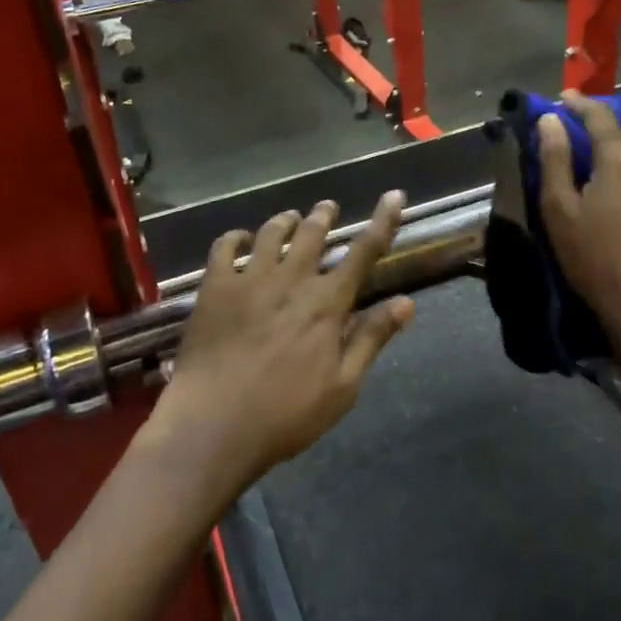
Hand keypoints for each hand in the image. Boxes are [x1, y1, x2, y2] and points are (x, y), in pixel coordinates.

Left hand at [143, 191, 414, 500]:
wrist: (213, 424)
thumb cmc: (285, 414)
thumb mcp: (343, 387)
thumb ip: (372, 339)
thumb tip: (406, 302)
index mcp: (327, 303)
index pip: (364, 251)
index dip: (383, 221)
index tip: (394, 196)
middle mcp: (291, 280)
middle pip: (313, 233)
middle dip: (323, 215)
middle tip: (327, 207)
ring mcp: (250, 280)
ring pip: (272, 233)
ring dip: (286, 220)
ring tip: (291, 217)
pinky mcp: (215, 287)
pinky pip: (225, 247)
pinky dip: (236, 236)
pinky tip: (241, 238)